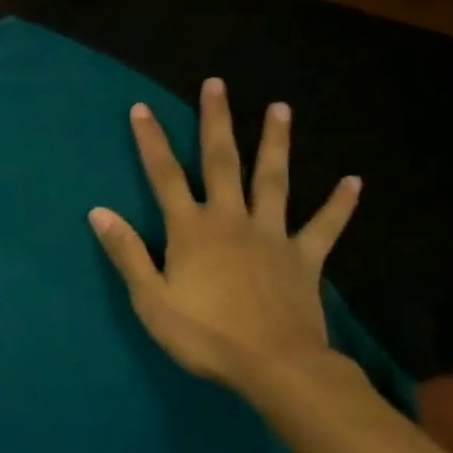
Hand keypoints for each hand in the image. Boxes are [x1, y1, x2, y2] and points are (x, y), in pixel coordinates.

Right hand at [89, 79, 360, 391]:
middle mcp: (230, 220)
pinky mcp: (304, 258)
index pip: (164, 175)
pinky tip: (354, 181)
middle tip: (216, 84)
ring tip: (280, 108)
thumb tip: (98, 212)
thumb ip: (127, 252)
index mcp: (191, 229)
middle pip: (222, 161)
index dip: (151, 141)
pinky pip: (324, 226)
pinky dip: (339, 205)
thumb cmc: (205, 335)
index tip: (142, 108)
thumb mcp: (151, 299)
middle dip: (216, 121)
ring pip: (273, 180)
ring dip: (275, 143)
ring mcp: (271, 235)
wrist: (276, 367)